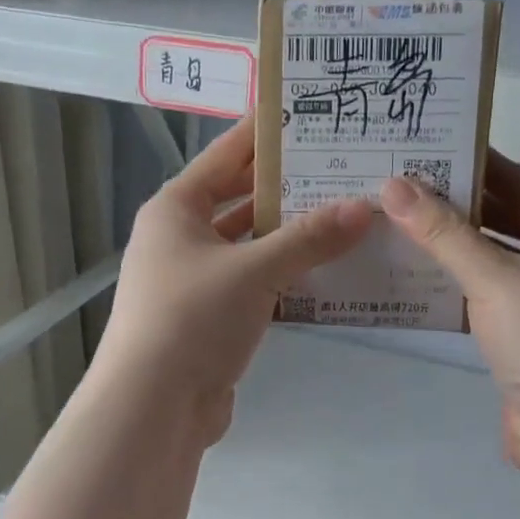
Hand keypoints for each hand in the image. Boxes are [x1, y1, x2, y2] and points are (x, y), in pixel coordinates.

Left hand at [97, 116, 372, 443]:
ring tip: (345, 214)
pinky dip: (284, 275)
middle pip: (238, 199)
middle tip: (342, 167)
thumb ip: (309, 238)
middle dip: (286, 187)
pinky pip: (253, 282)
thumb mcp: (254, 270)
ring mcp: (193, 280)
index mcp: (175, 209)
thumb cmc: (193, 319)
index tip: (307, 113)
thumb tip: (365, 207)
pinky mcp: (209, 317)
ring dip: (290, 235)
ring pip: (249, 244)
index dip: (264, 134)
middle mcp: (179, 238)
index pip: (225, 155)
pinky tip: (325, 270)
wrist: (154, 405)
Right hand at [379, 153, 519, 474]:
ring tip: (396, 229)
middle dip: (456, 206)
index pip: (518, 179)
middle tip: (398, 189)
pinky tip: (415, 285)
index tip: (424, 150)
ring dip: (452, 250)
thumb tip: (393, 185)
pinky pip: (487, 299)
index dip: (474, 162)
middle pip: (505, 219)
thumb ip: (442, 233)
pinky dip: (456, 289)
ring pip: (493, 261)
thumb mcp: (492, 277)